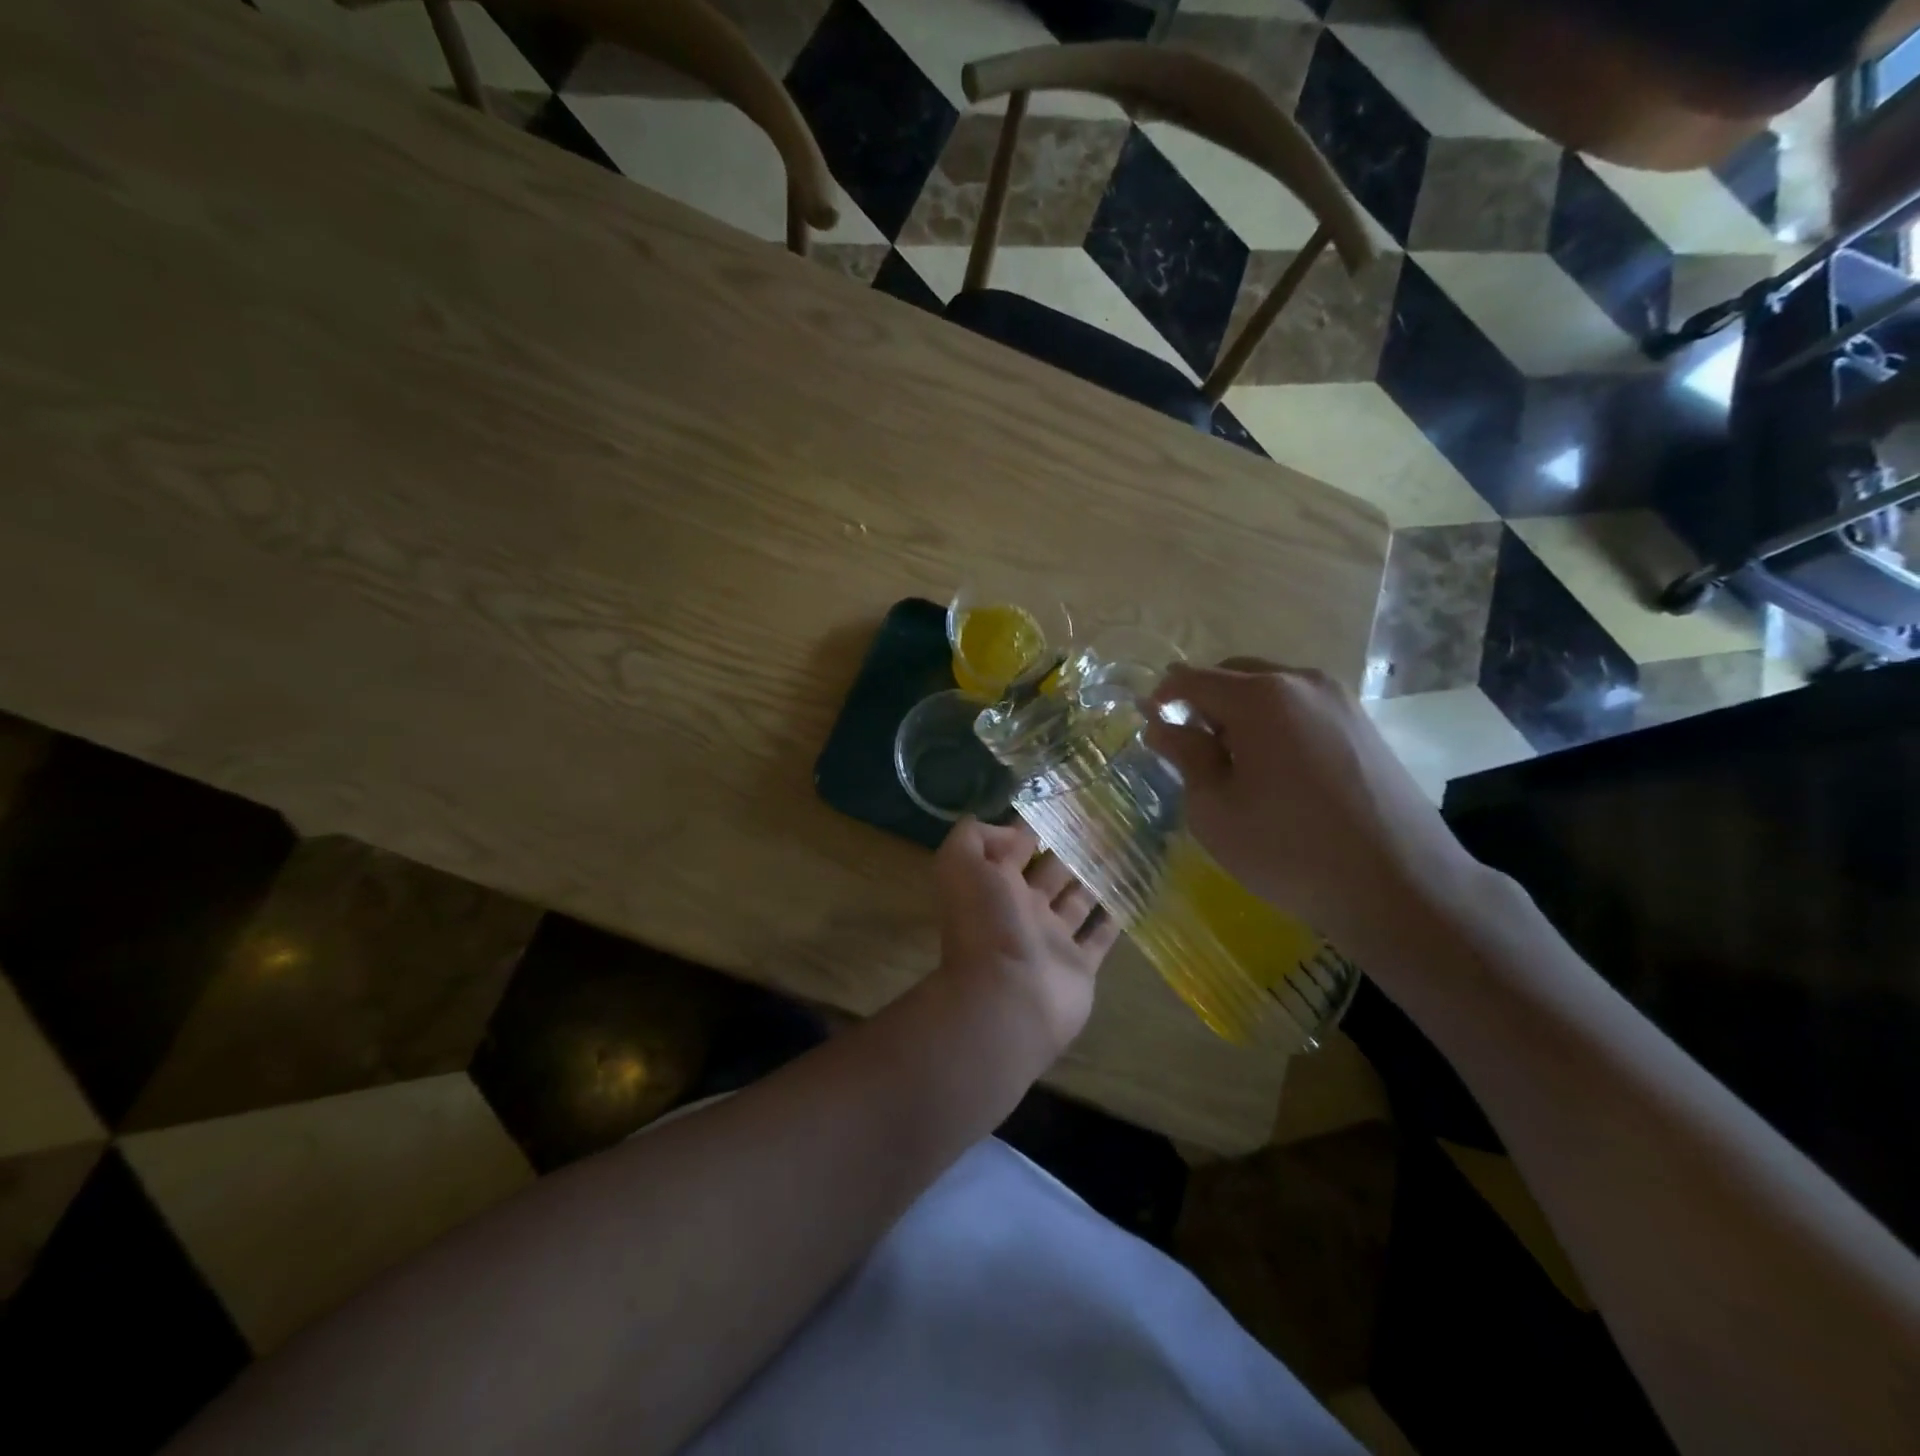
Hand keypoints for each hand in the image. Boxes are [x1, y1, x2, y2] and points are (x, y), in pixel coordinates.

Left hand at [928, 818, 1120, 1063]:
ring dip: (1094, 878)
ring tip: (1122, 850)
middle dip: (1069, 849)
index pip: (1013, 849)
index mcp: (995, 886)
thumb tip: (1009, 831)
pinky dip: (1112, 919)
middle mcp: (1023, 910)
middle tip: (1102, 822)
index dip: (1031, 827)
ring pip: (1077, 901)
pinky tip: (1131, 894)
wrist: (1009, 998)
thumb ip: (975, 838)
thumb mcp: (962, 865)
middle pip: (1049, 873)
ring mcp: (1052, 940)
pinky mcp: (1079, 966)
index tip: (1061, 804)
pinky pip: (1099, 937)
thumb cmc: (987, 924)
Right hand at [1144, 659, 1481, 955]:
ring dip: (1241, 713)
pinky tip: (1277, 770)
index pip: (1193, 679)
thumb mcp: (1215, 810)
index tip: (1148, 723)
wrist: (1400, 886)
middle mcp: (1302, 682)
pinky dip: (1275, 724)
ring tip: (1234, 762)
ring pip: (1271, 689)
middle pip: (1234, 674)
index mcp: (1260, 697)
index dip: (1162, 696)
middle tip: (1190, 748)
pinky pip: (1301, 707)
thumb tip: (1162, 726)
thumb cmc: (1289, 850)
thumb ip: (1185, 757)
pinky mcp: (1363, 724)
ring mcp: (1340, 700)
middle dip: (1204, 702)